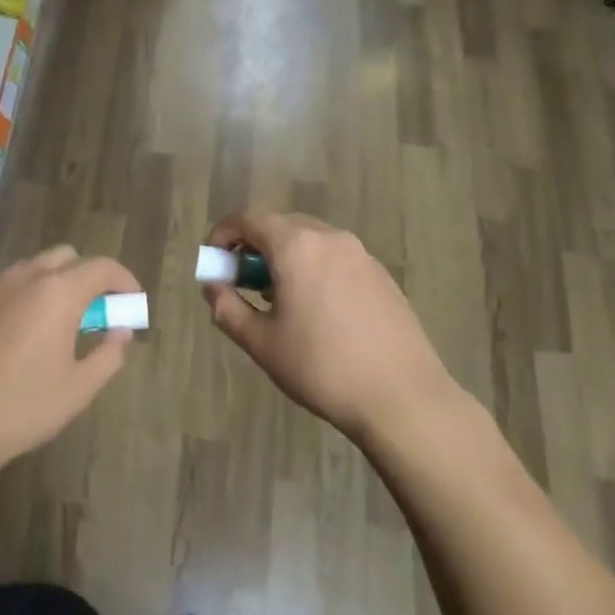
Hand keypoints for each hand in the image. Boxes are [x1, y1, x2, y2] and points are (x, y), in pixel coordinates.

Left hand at [0, 245, 139, 480]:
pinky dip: (15, 301)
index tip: (132, 302)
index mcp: (57, 292)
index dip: (124, 280)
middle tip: (92, 314)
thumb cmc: (19, 409)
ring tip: (49, 327)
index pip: (102, 267)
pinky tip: (8, 340)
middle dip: (86, 277)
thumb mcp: (78, 390)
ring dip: (49, 287)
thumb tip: (121, 332)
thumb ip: (109, 355)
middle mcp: (21, 278)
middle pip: (65, 257)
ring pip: (27, 271)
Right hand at [202, 213, 458, 439]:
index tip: (213, 262)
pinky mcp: (381, 275)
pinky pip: (335, 258)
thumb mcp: (262, 343)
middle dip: (253, 246)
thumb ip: (228, 308)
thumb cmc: (321, 367)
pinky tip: (315, 309)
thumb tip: (212, 287)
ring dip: (284, 257)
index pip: (249, 219)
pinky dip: (313, 268)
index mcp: (297, 247)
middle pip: (281, 225)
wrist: (401, 395)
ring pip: (311, 241)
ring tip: (276, 299)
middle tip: (240, 282)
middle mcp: (330, 238)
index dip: (223, 234)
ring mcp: (361, 255)